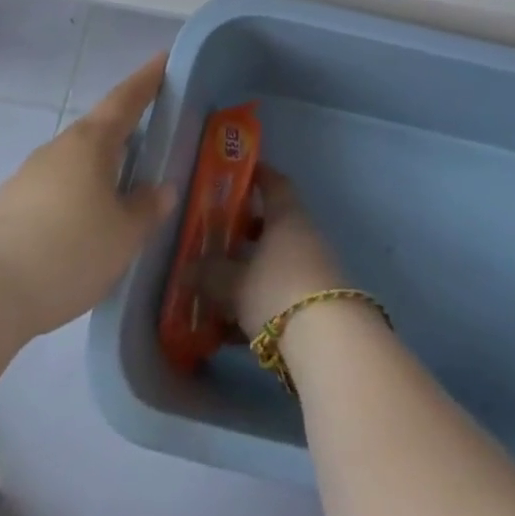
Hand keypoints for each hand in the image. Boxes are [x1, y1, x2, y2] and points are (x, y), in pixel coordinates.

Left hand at [0, 55, 177, 340]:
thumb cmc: (68, 252)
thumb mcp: (125, 235)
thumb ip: (147, 208)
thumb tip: (162, 189)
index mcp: (91, 143)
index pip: (126, 99)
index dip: (147, 80)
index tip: (163, 59)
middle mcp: (59, 149)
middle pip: (98, 128)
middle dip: (125, 125)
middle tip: (151, 127)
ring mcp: (28, 176)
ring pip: (74, 160)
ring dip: (99, 164)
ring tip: (121, 183)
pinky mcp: (7, 207)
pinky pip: (54, 187)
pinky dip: (75, 192)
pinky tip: (82, 221)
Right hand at [202, 169, 345, 334]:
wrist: (328, 341)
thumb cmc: (277, 291)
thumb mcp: (234, 283)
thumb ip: (209, 275)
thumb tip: (186, 270)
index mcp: (286, 217)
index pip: (275, 184)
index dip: (258, 176)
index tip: (240, 174)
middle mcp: (303, 235)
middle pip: (274, 225)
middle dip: (246, 231)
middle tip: (219, 237)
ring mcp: (313, 268)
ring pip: (276, 261)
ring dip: (251, 271)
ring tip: (218, 288)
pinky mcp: (316, 301)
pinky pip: (282, 292)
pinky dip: (258, 302)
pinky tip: (231, 329)